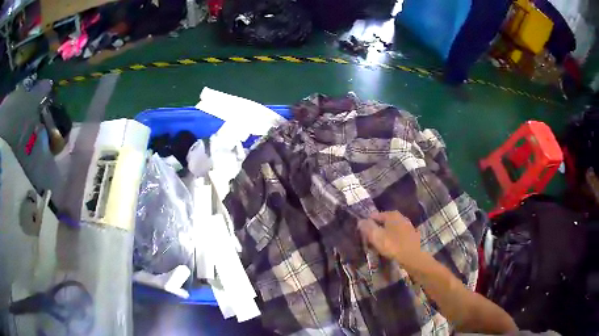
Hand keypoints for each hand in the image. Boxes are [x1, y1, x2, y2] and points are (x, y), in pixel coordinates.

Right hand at [358, 211, 421, 264]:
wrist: (414, 257)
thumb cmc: (394, 246)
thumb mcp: (377, 237)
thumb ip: (368, 227)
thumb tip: (360, 221)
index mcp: (392, 215)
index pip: (375, 215)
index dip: (367, 224)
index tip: (363, 233)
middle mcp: (401, 217)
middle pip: (384, 221)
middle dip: (377, 229)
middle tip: (370, 240)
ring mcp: (408, 226)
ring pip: (392, 229)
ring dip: (386, 235)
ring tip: (380, 245)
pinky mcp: (412, 235)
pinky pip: (398, 235)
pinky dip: (393, 239)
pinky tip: (391, 247)